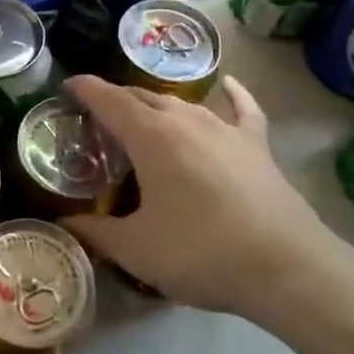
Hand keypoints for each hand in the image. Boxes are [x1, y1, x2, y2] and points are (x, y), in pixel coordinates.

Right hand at [62, 73, 353, 318]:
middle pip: (143, 97)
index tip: (67, 86)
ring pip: (182, 104)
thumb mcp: (137, 250)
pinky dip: (231, 95)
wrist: (287, 268)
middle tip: (97, 117)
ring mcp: (225, 129)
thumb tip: (67, 223)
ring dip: (156, 106)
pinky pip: (241, 109)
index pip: (109, 100)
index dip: (85, 89)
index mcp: (151, 137)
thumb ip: (97, 231)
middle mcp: (186, 120)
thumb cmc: (201, 253)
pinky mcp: (256, 145)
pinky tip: (227, 85)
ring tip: (142, 118)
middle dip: (116, 100)